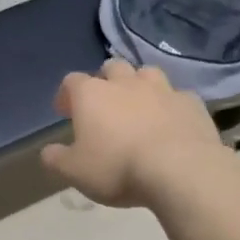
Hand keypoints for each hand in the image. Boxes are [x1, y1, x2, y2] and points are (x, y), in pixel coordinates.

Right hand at [40, 59, 223, 208]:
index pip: (71, 81)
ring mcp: (162, 89)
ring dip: (139, 85)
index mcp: (92, 94)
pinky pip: (177, 96)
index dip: (66, 94)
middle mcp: (125, 83)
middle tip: (104, 103)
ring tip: (139, 106)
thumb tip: (48, 151)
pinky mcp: (191, 102)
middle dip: (105, 80)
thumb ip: (56, 159)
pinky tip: (172, 121)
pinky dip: (171, 105)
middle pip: (111, 67)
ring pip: (146, 73)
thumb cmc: (118, 167)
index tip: (64, 111)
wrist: (181, 169)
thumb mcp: (75, 171)